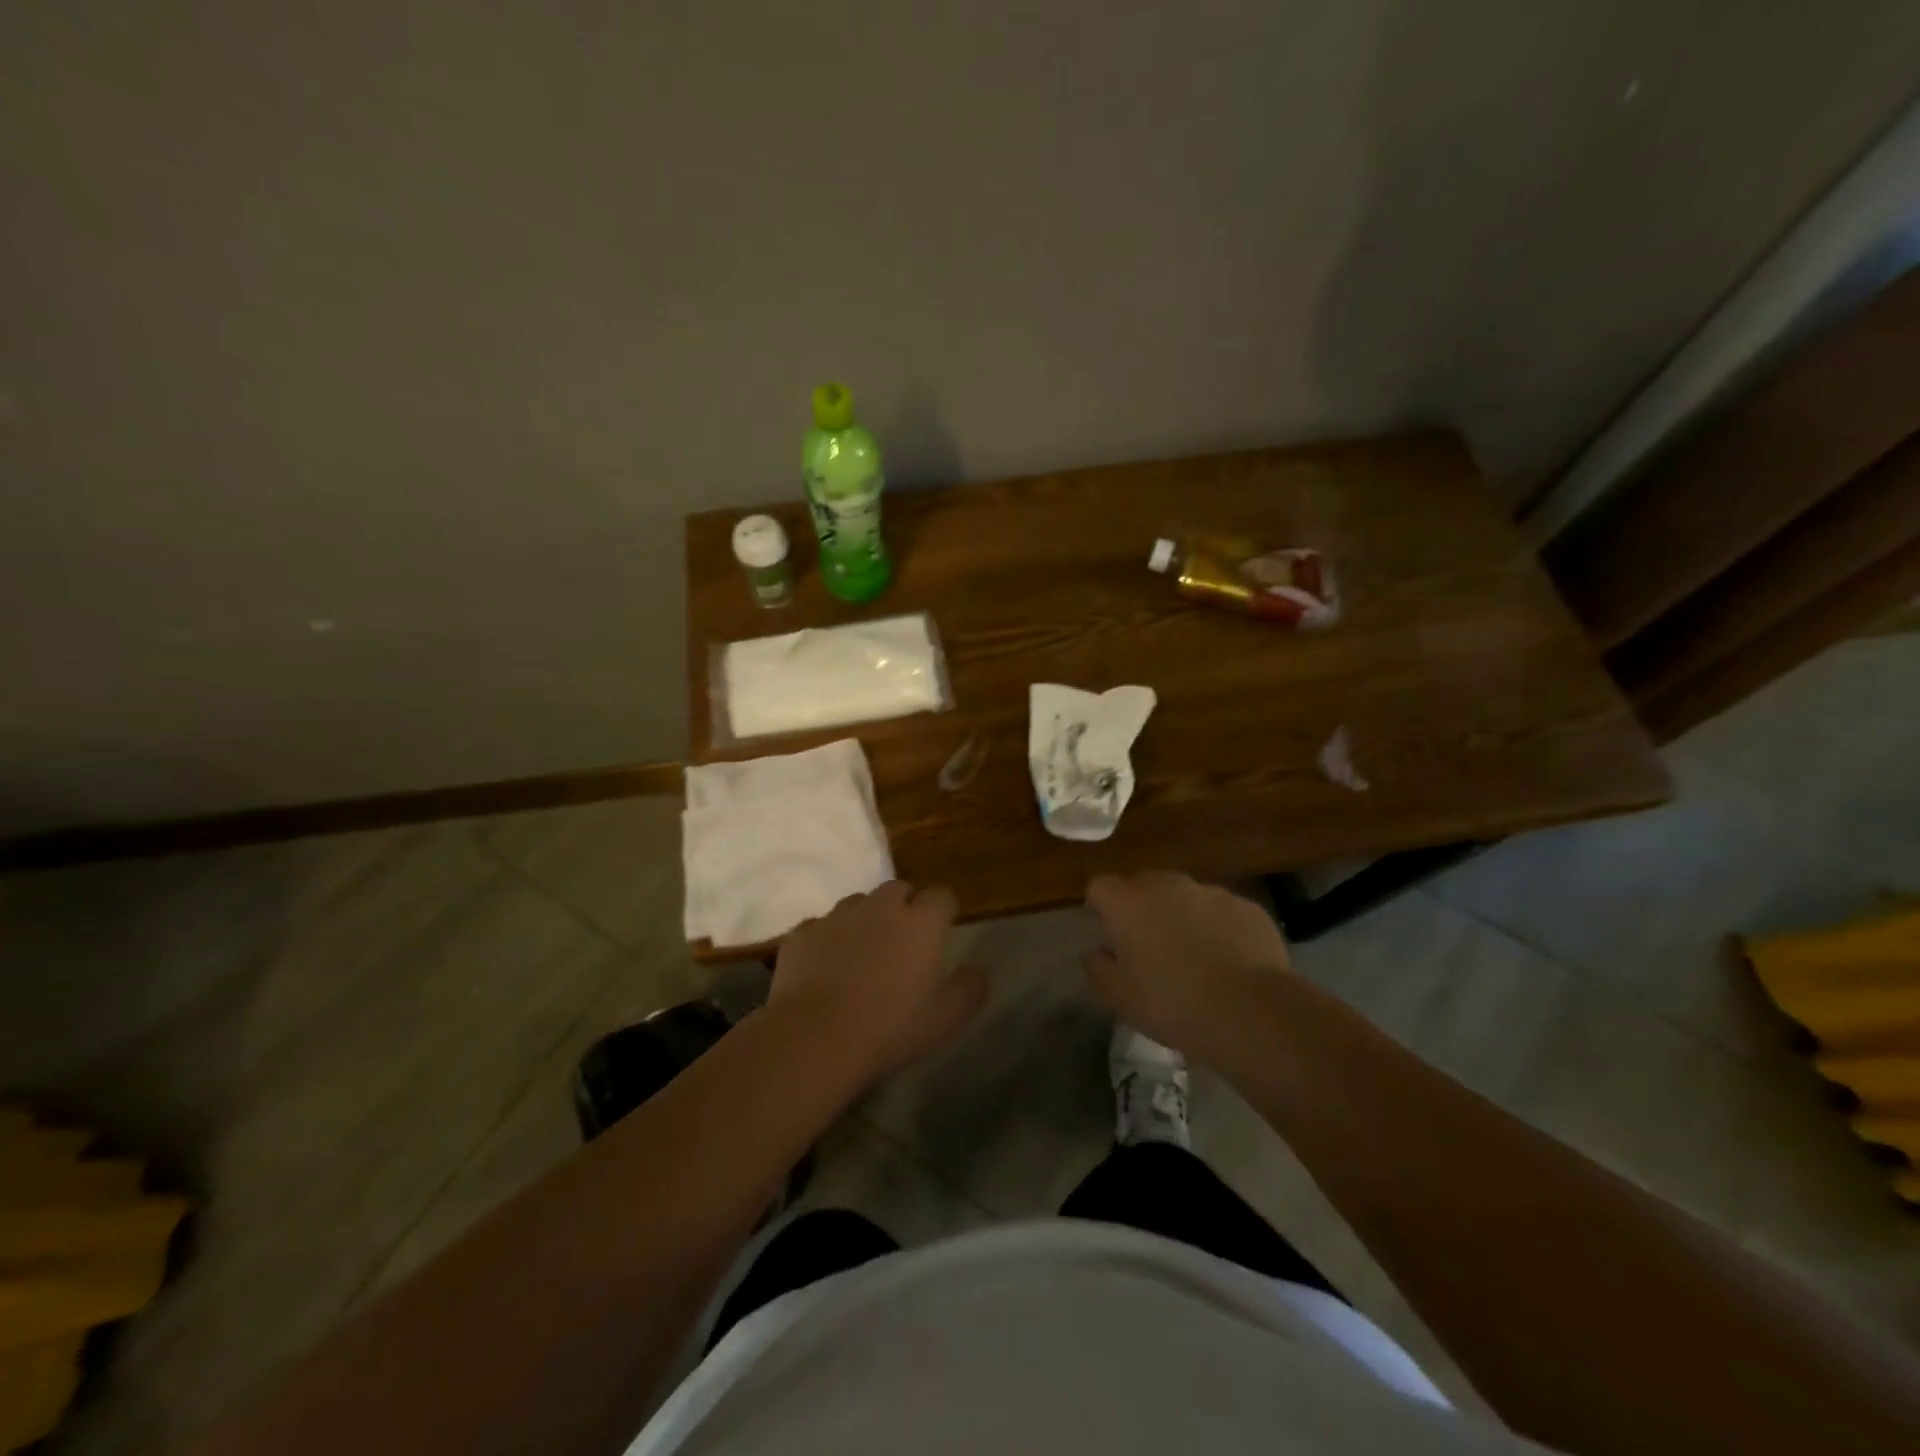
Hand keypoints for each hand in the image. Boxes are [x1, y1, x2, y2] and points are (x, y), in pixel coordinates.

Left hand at [769, 881, 987, 1083]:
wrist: (815, 1037)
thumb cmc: (891, 1027)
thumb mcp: (948, 1017)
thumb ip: (971, 987)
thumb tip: (976, 970)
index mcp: (920, 922)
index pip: (942, 897)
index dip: (945, 910)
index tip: (945, 928)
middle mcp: (880, 907)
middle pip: (898, 890)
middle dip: (905, 907)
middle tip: (904, 940)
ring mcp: (837, 916)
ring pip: (857, 904)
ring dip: (866, 919)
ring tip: (863, 952)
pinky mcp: (803, 933)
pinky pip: (821, 927)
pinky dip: (828, 940)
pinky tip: (826, 967)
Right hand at [1083, 871, 1290, 1062]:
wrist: (1249, 1011)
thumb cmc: (1170, 1003)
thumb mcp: (1117, 997)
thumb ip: (1097, 967)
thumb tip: (1099, 951)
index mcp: (1128, 902)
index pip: (1100, 887)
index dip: (1101, 909)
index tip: (1109, 937)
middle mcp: (1167, 884)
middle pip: (1144, 886)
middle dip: (1143, 910)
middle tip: (1151, 949)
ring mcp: (1210, 892)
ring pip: (1186, 898)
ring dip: (1183, 918)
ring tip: (1195, 959)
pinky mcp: (1247, 907)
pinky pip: (1222, 913)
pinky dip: (1220, 930)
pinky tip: (1229, 964)